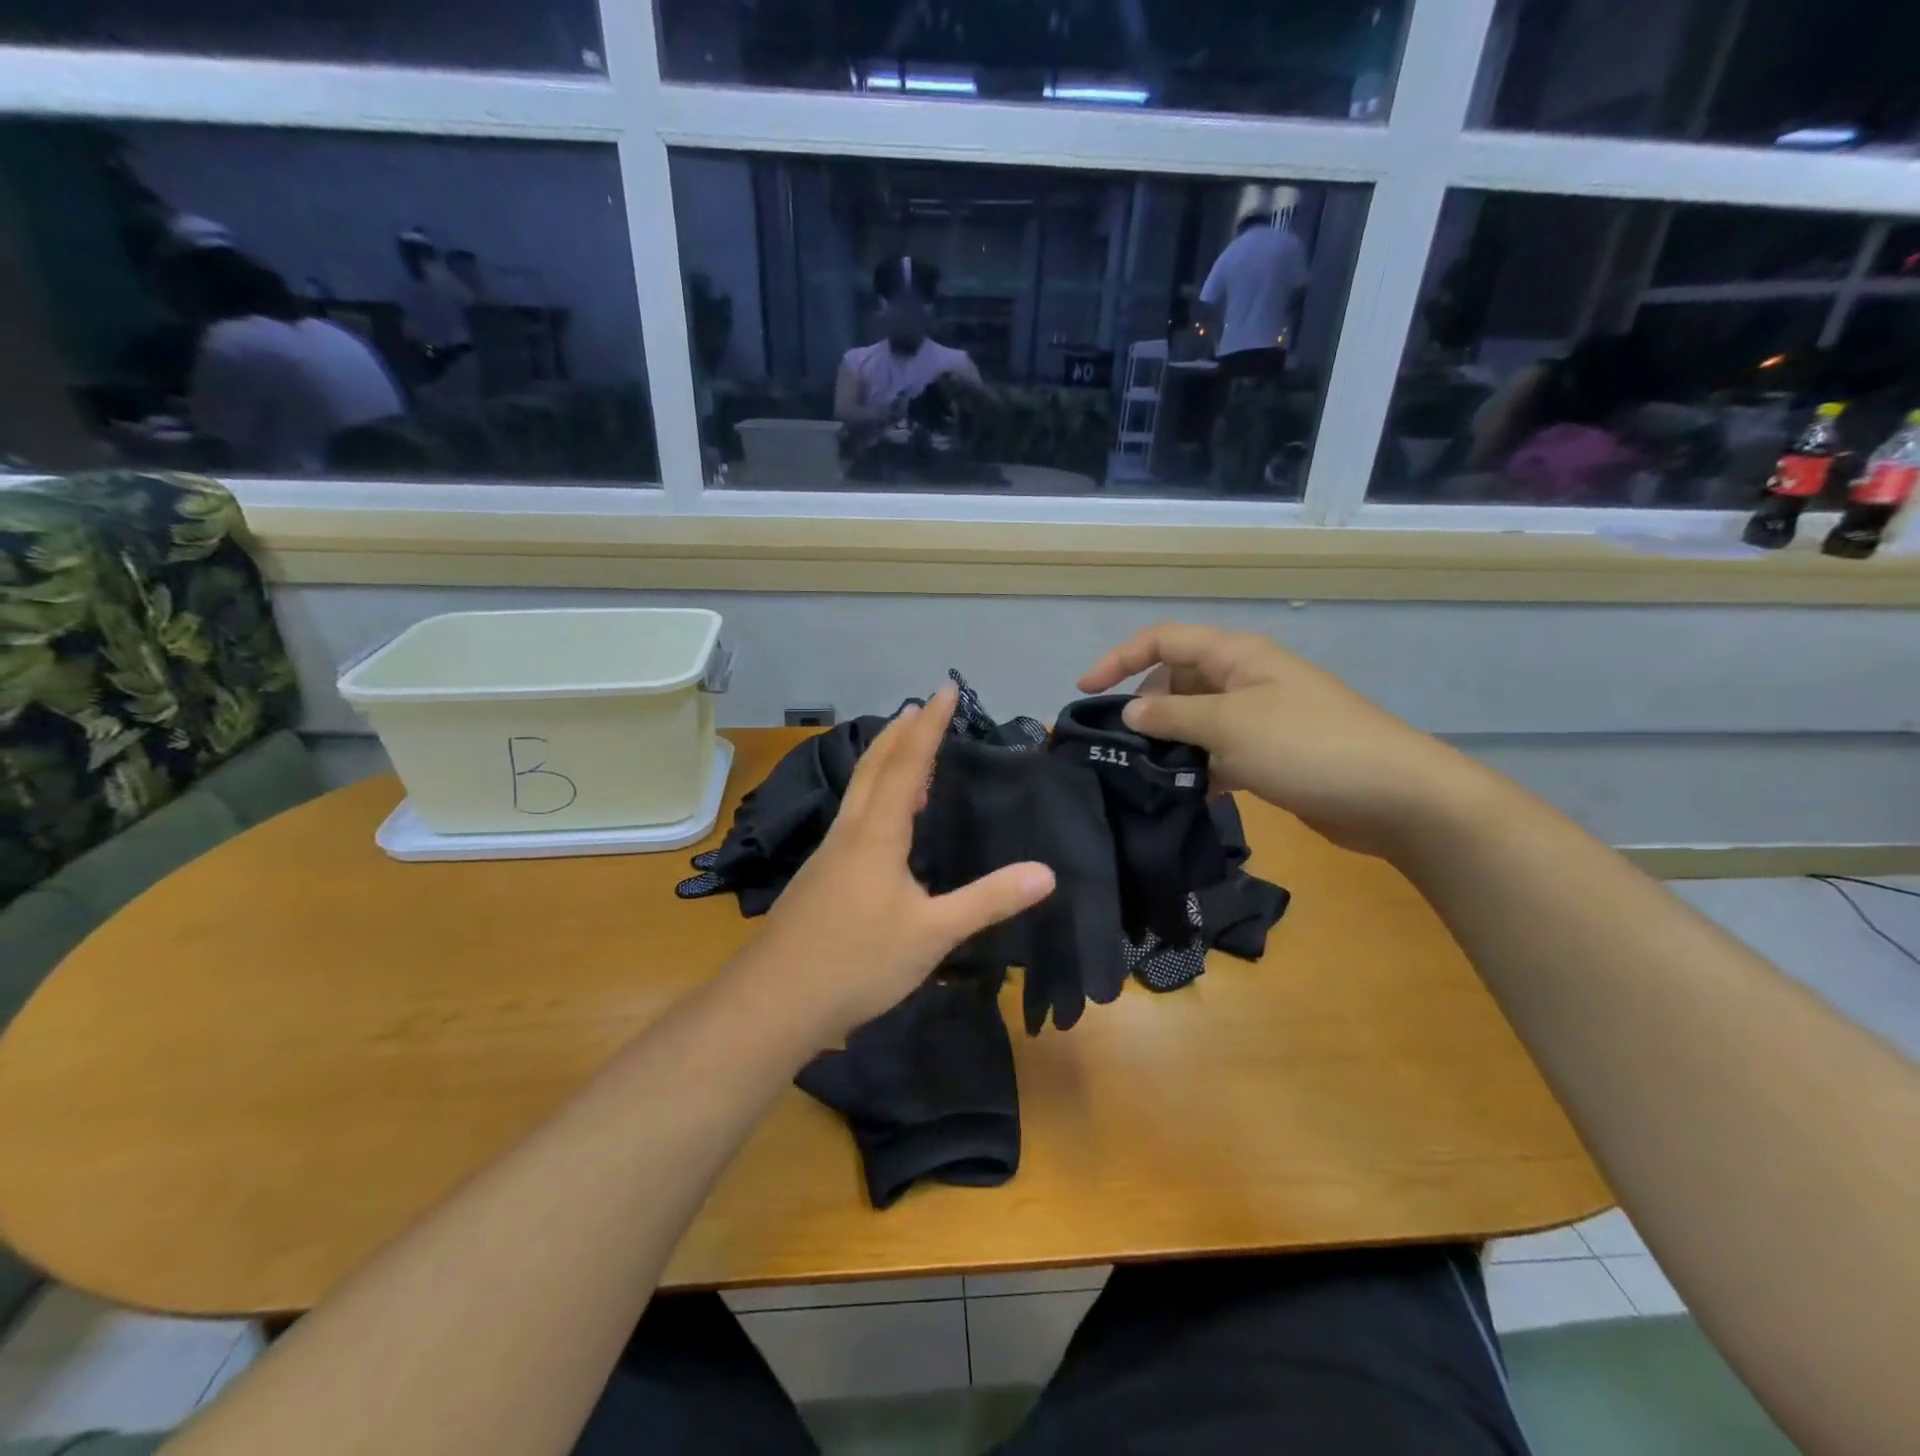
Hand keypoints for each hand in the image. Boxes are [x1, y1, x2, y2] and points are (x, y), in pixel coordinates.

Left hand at [752, 686, 1056, 1038]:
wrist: (774, 1002)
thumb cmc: (857, 962)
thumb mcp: (932, 934)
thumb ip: (988, 901)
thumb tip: (1047, 872)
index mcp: (876, 834)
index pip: (908, 765)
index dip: (929, 726)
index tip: (944, 689)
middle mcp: (849, 832)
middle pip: (874, 767)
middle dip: (900, 733)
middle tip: (921, 706)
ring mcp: (828, 855)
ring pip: (857, 791)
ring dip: (882, 760)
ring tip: (903, 749)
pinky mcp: (818, 878)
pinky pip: (852, 816)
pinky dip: (872, 795)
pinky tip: (879, 820)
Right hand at [1077, 623, 1480, 858]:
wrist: (1392, 794)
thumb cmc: (1306, 745)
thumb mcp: (1228, 725)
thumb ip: (1172, 715)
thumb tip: (1130, 711)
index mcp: (1236, 656)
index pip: (1163, 640)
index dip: (1120, 658)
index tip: (1085, 691)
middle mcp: (1244, 679)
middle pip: (1177, 678)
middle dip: (1145, 705)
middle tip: (1118, 744)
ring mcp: (1260, 717)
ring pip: (1196, 719)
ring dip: (1170, 741)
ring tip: (1142, 773)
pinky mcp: (1271, 753)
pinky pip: (1219, 750)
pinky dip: (1199, 766)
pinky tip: (1184, 793)